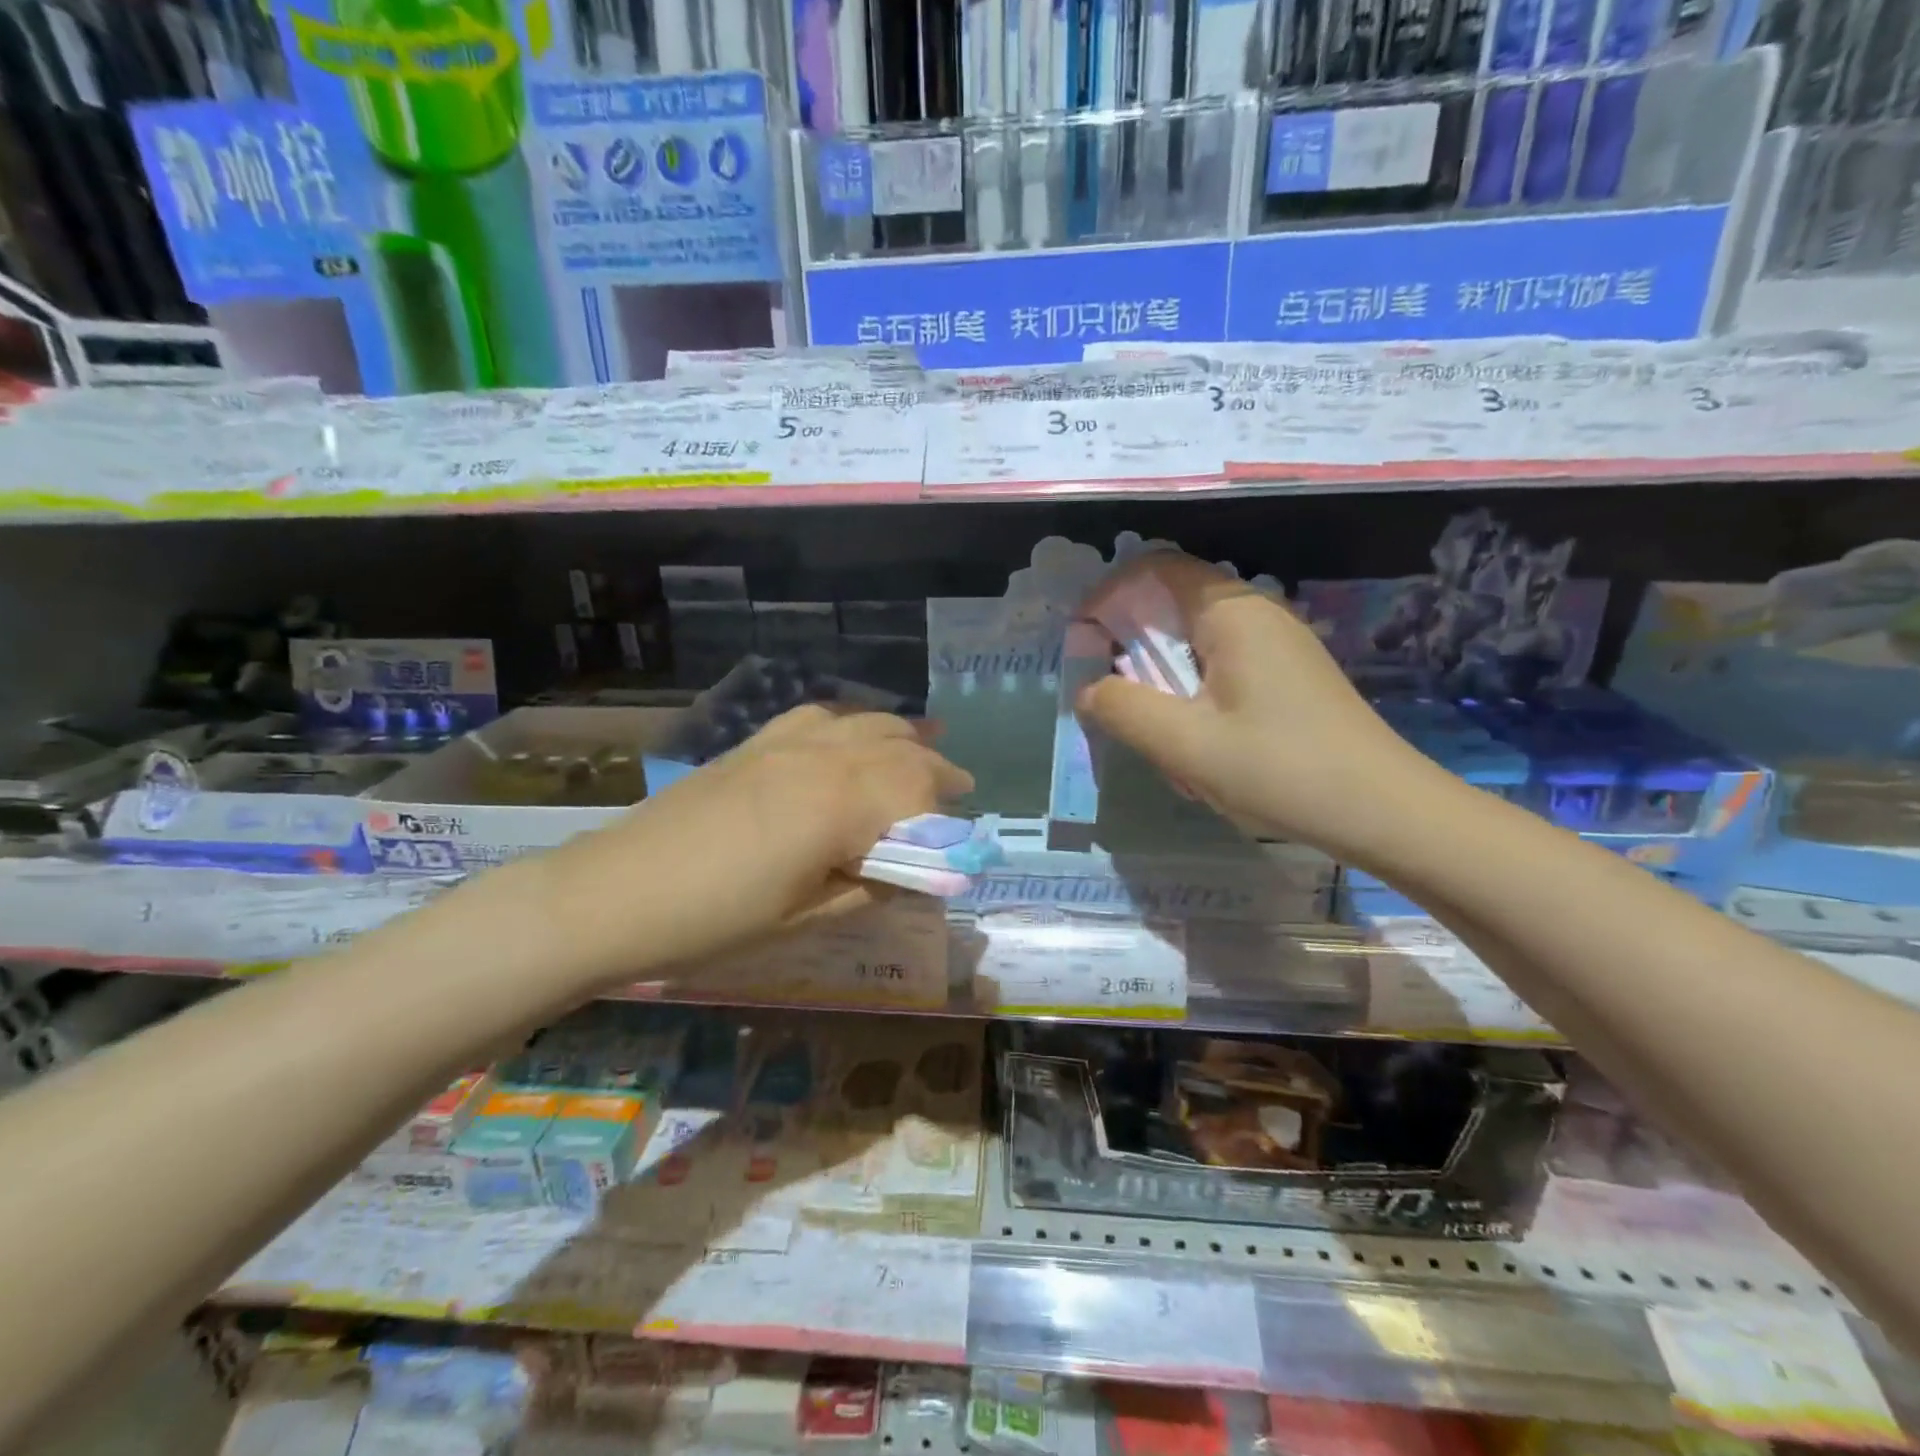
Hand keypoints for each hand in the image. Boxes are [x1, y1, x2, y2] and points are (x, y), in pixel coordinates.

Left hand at [532, 705, 973, 991]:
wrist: (614, 894)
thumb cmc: (715, 919)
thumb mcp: (805, 917)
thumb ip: (870, 887)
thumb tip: (913, 874)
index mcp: (840, 803)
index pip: (917, 792)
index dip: (945, 813)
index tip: (961, 835)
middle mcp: (821, 757)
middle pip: (898, 748)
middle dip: (934, 767)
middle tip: (959, 786)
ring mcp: (784, 743)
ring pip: (862, 722)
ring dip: (900, 733)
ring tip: (925, 742)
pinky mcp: (754, 744)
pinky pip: (818, 715)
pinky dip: (851, 720)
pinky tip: (854, 731)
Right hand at [1076, 552, 1438, 858]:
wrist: (1383, 811)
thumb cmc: (1280, 769)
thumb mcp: (1185, 744)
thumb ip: (1123, 710)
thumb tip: (1087, 690)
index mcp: (1232, 611)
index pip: (1155, 568)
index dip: (1108, 596)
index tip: (1083, 643)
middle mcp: (1257, 612)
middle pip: (1173, 600)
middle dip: (1130, 640)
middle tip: (1110, 691)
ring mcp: (1278, 642)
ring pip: (1195, 635)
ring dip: (1160, 670)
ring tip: (1150, 721)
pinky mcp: (1288, 673)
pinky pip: (1221, 661)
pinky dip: (1190, 686)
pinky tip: (1194, 736)